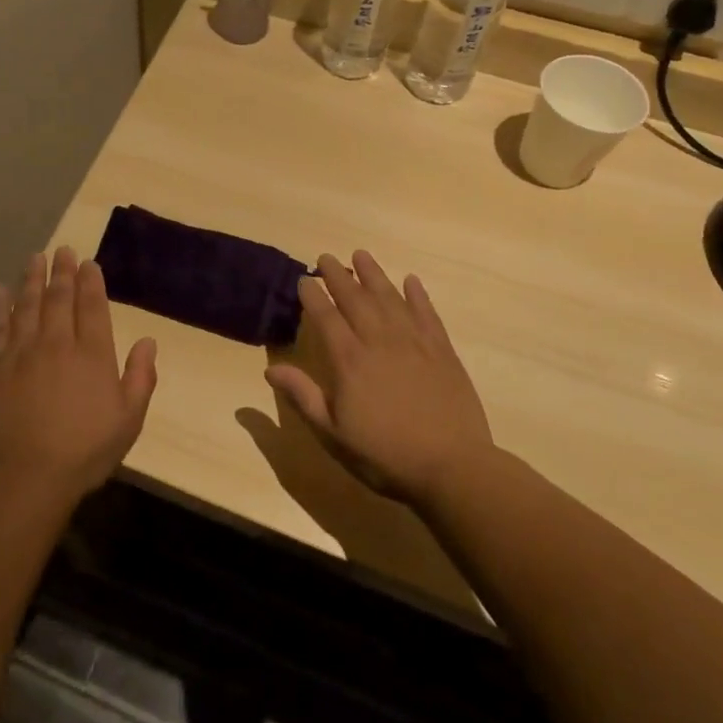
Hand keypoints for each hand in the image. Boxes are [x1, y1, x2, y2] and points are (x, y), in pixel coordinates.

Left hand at [0, 247, 157, 504]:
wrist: (26, 475)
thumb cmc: (84, 451)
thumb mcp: (129, 420)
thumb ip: (141, 377)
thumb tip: (148, 340)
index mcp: (92, 354)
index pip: (92, 307)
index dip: (91, 282)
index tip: (89, 264)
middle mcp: (57, 343)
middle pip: (59, 298)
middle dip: (62, 272)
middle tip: (63, 250)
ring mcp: (21, 352)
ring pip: (27, 305)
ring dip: (32, 280)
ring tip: (36, 258)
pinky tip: (0, 291)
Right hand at [265, 250, 494, 506]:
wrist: (452, 467)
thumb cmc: (385, 455)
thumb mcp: (333, 434)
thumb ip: (303, 397)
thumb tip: (270, 369)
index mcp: (349, 361)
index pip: (326, 317)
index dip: (313, 296)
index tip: (303, 279)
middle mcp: (379, 341)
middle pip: (355, 299)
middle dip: (338, 276)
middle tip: (326, 257)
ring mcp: (414, 343)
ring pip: (389, 298)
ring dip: (373, 275)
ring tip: (361, 255)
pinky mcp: (442, 351)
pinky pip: (427, 313)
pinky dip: (417, 295)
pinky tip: (410, 281)